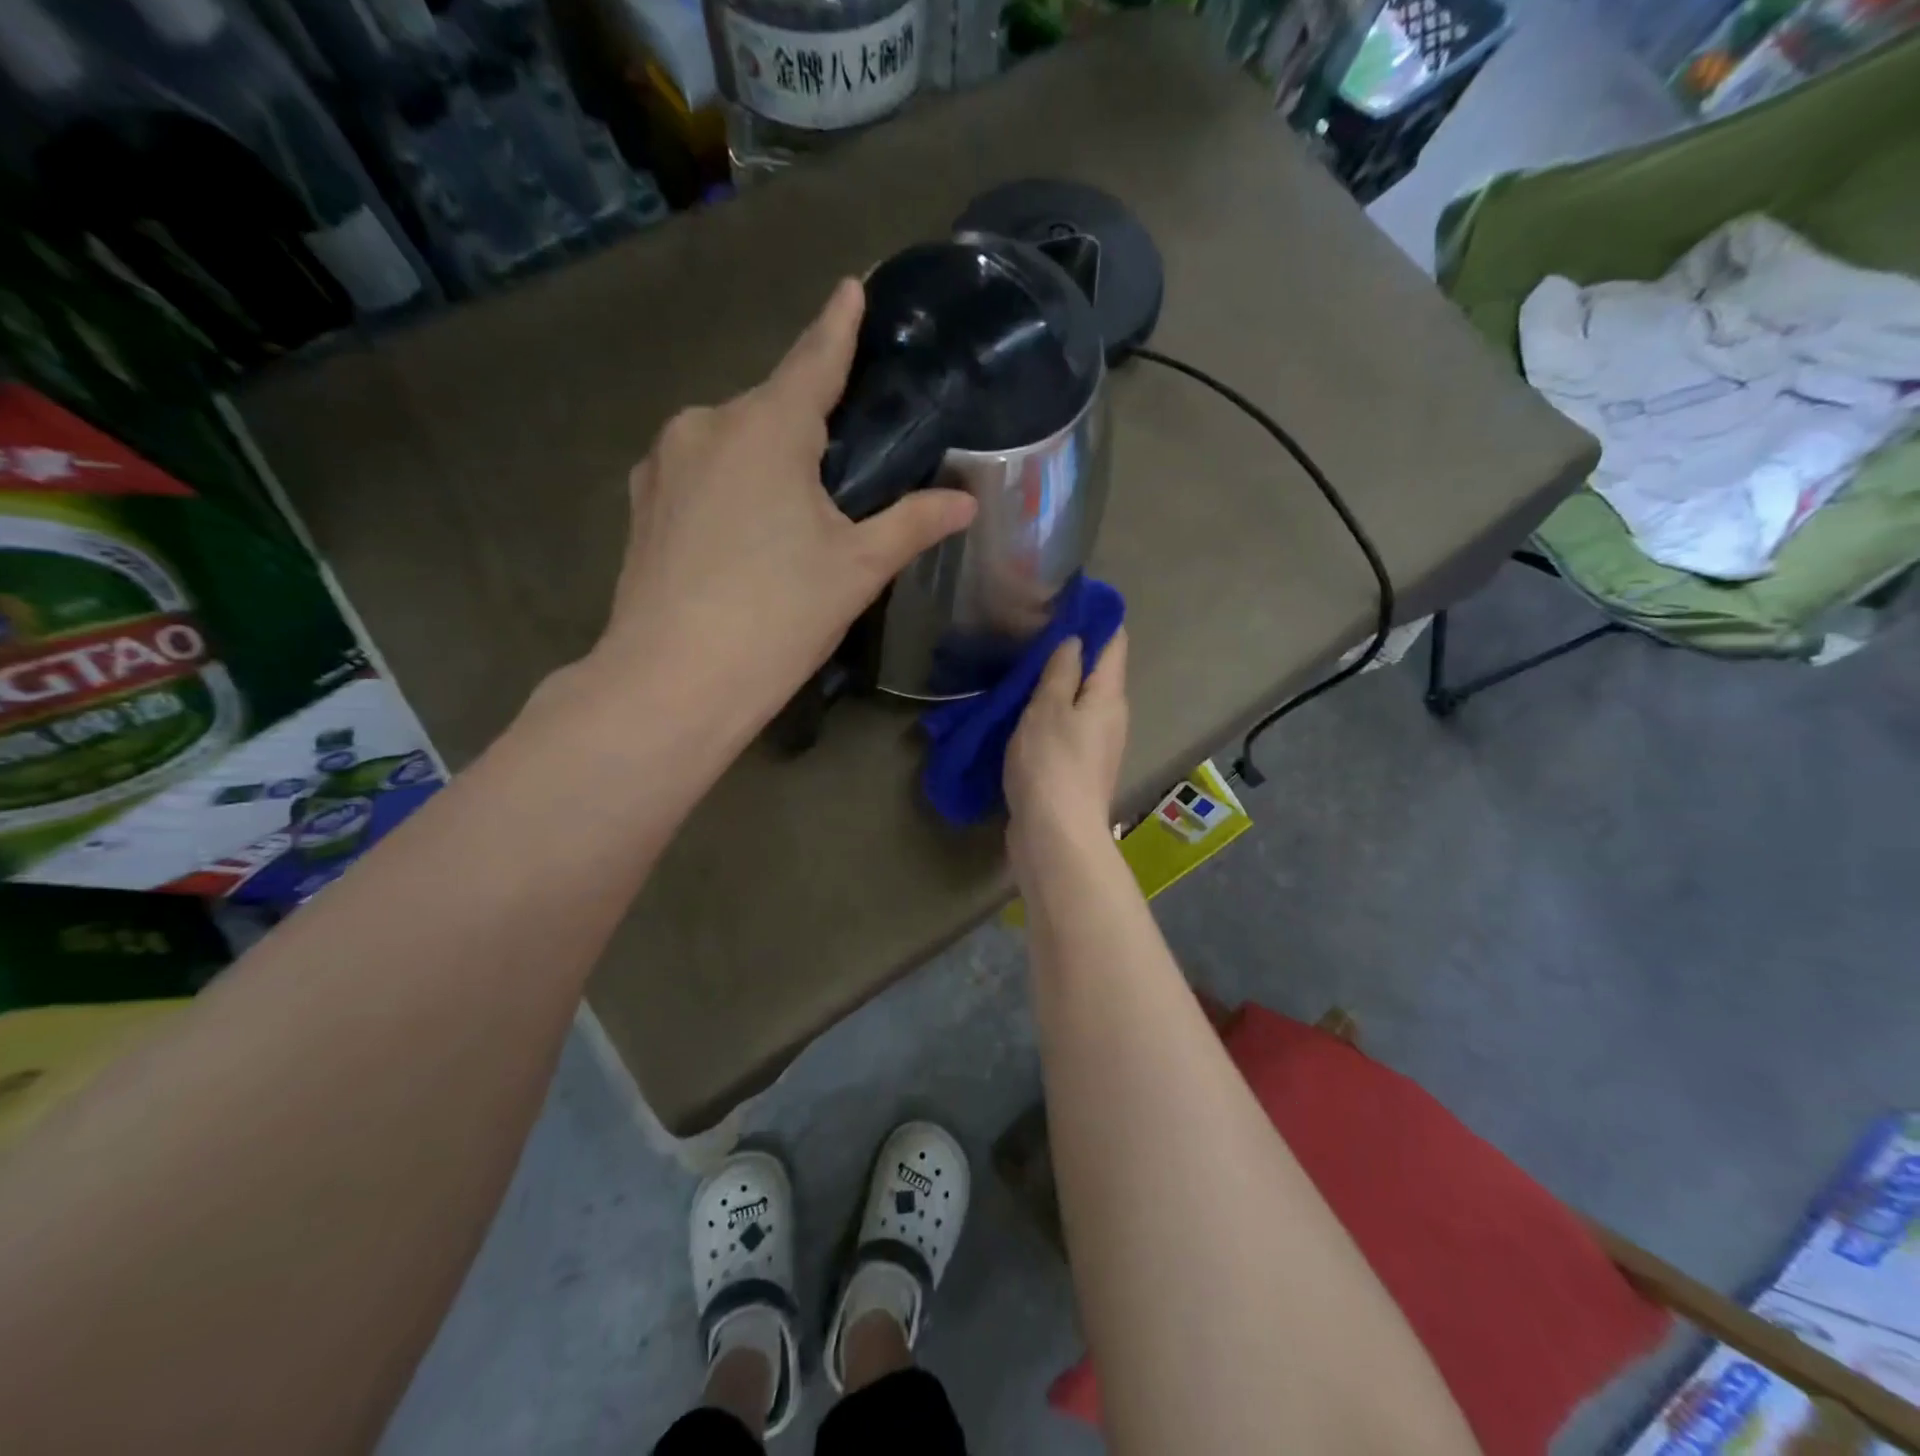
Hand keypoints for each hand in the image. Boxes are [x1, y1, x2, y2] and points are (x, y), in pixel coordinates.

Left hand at [591, 279, 975, 735]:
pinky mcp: (641, 503)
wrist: (673, 682)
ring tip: (792, 522)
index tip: (853, 284)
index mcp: (767, 426)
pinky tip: (743, 540)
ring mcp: (664, 463)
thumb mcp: (856, 569)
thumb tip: (965, 502)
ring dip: (768, 463)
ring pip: (734, 443)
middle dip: (809, 429)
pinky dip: (731, 488)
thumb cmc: (778, 616)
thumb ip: (912, 523)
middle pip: (774, 409)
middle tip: (844, 474)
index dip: (839, 323)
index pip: (815, 358)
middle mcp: (707, 424)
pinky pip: (701, 474)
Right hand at [1004, 629, 1128, 866]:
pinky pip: (1064, 728)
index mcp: (1109, 696)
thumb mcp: (1049, 708)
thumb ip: (1061, 671)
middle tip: (1031, 632)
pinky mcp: (1076, 768)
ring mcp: (1095, 745)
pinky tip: (1020, 712)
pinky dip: (1047, 714)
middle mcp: (1110, 717)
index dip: (1095, 618)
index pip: (1114, 642)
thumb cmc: (1052, 764)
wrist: (1055, 836)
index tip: (1065, 601)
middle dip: (1070, 650)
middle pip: (1097, 672)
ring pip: (1078, 701)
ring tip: (1020, 667)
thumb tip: (1075, 640)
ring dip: (1055, 685)